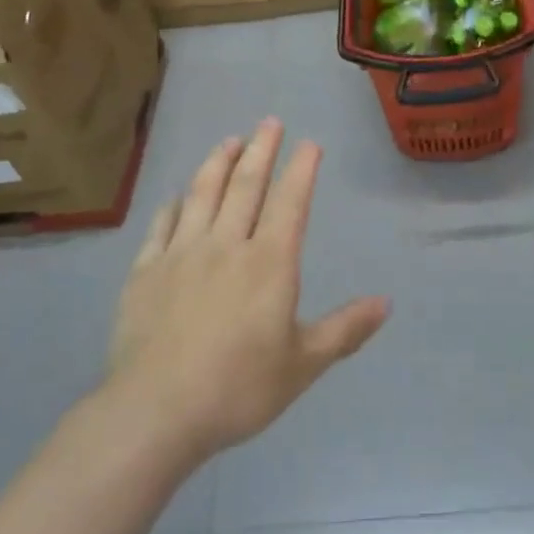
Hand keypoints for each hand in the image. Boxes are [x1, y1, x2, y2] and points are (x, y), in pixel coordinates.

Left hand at [107, 119, 391, 460]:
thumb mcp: (303, 364)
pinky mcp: (146, 272)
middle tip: (270, 121)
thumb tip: (387, 302)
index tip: (309, 143)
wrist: (155, 411)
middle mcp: (226, 245)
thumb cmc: (239, 387)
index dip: (301, 170)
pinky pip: (162, 226)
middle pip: (246, 185)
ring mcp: (181, 254)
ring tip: (229, 141)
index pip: (290, 202)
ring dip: (218, 164)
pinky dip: (174, 205)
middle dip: (261, 150)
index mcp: (269, 262)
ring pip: (202, 195)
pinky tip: (177, 196)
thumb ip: (345, 329)